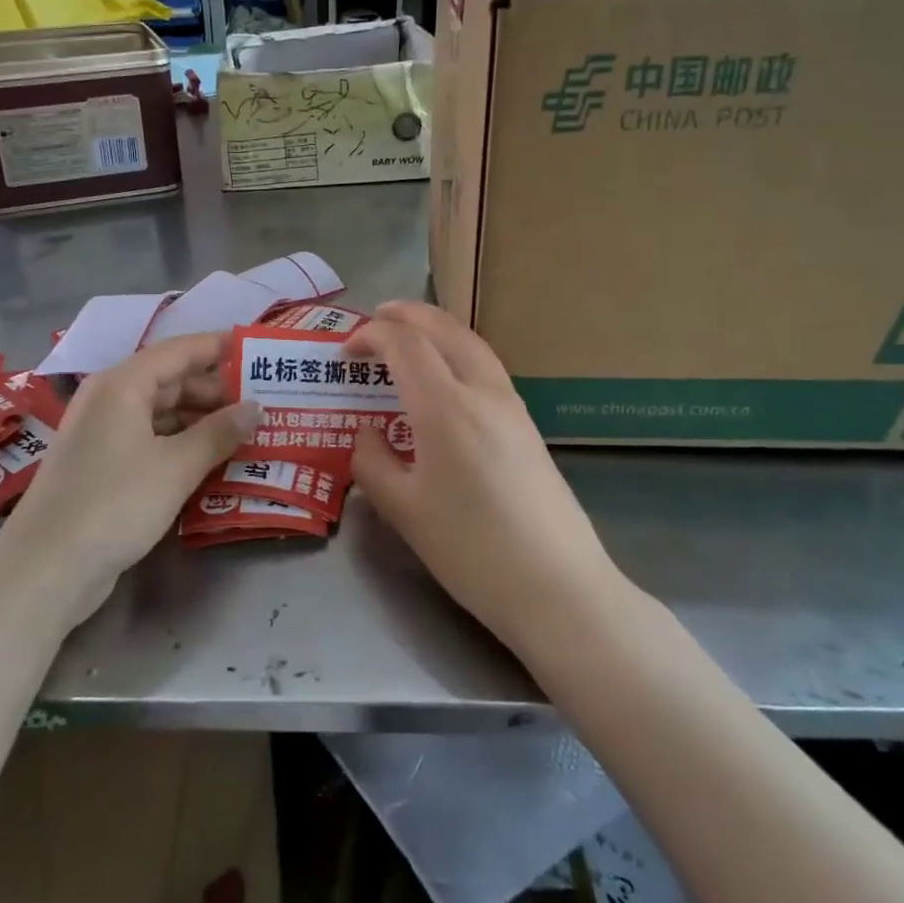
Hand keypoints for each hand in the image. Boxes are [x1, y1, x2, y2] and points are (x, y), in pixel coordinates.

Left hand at [0, 333, 259, 622]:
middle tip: (264, 402)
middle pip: (172, 380)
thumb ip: (219, 432)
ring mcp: (104, 434)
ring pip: (163, 413)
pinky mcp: (103, 466)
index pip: (180, 350)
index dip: (220, 348)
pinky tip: (214, 460)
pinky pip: (152, 440)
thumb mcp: (176, 467)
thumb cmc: (114, 504)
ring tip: (248, 431)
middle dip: (217, 390)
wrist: (46, 569)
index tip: (260, 351)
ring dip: (203, 421)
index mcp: (122, 384)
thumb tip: (256, 408)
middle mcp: (110, 399)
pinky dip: (183, 445)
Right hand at [348, 302, 625, 659]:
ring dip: (436, 328)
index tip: (345, 350)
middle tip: (376, 317)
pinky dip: (457, 351)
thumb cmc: (471, 550)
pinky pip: (486, 367)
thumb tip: (365, 433)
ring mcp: (512, 406)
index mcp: (446, 408)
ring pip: (471, 343)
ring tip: (408, 334)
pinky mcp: (527, 425)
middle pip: (444, 330)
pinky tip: (444, 376)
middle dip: (407, 315)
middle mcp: (483, 393)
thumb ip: (372, 463)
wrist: (558, 587)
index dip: (372, 336)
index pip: (405, 345)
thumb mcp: (404, 511)